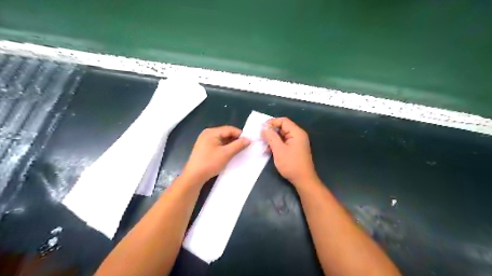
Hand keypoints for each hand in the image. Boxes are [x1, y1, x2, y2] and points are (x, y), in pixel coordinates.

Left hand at [183, 126, 250, 183]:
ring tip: (239, 151)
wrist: (194, 176)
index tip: (249, 142)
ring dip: (231, 144)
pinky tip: (230, 154)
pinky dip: (225, 148)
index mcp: (211, 132)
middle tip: (245, 147)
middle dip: (236, 140)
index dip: (240, 134)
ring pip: (222, 139)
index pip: (230, 129)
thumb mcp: (226, 154)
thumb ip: (238, 145)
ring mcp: (205, 141)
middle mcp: (207, 134)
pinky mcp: (204, 148)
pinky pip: (218, 144)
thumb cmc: (210, 163)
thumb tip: (248, 139)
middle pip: (226, 133)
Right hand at [261, 118, 318, 185]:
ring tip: (263, 145)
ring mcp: (296, 142)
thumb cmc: (291, 164)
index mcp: (296, 132)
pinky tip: (268, 150)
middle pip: (283, 127)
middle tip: (260, 136)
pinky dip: (276, 144)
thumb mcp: (278, 150)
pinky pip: (284, 142)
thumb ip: (271, 137)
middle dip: (271, 131)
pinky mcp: (294, 149)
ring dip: (272, 139)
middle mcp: (298, 135)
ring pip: (282, 135)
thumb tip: (264, 128)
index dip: (271, 122)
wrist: (303, 180)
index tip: (261, 128)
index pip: (283, 121)